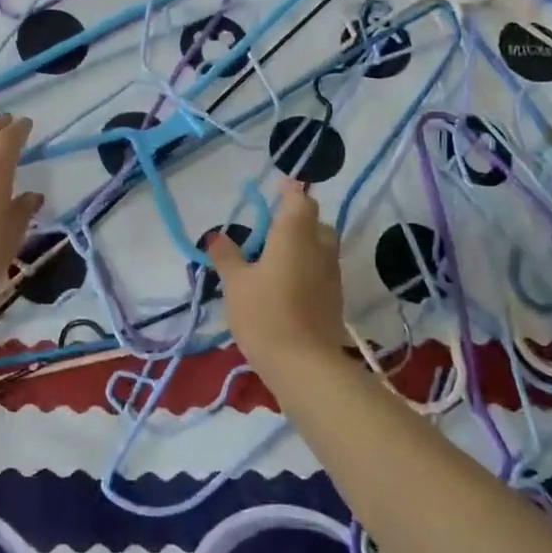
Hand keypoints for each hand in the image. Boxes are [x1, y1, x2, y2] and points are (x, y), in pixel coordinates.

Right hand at [204, 183, 348, 370]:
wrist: (304, 365)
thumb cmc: (265, 313)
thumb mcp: (236, 283)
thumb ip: (227, 256)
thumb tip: (216, 236)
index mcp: (295, 233)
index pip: (299, 198)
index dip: (289, 190)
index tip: (276, 187)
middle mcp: (319, 247)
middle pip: (315, 221)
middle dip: (298, 219)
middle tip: (272, 227)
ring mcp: (332, 274)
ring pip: (322, 246)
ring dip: (304, 244)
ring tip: (276, 256)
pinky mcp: (335, 298)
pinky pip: (322, 270)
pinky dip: (308, 267)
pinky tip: (287, 283)